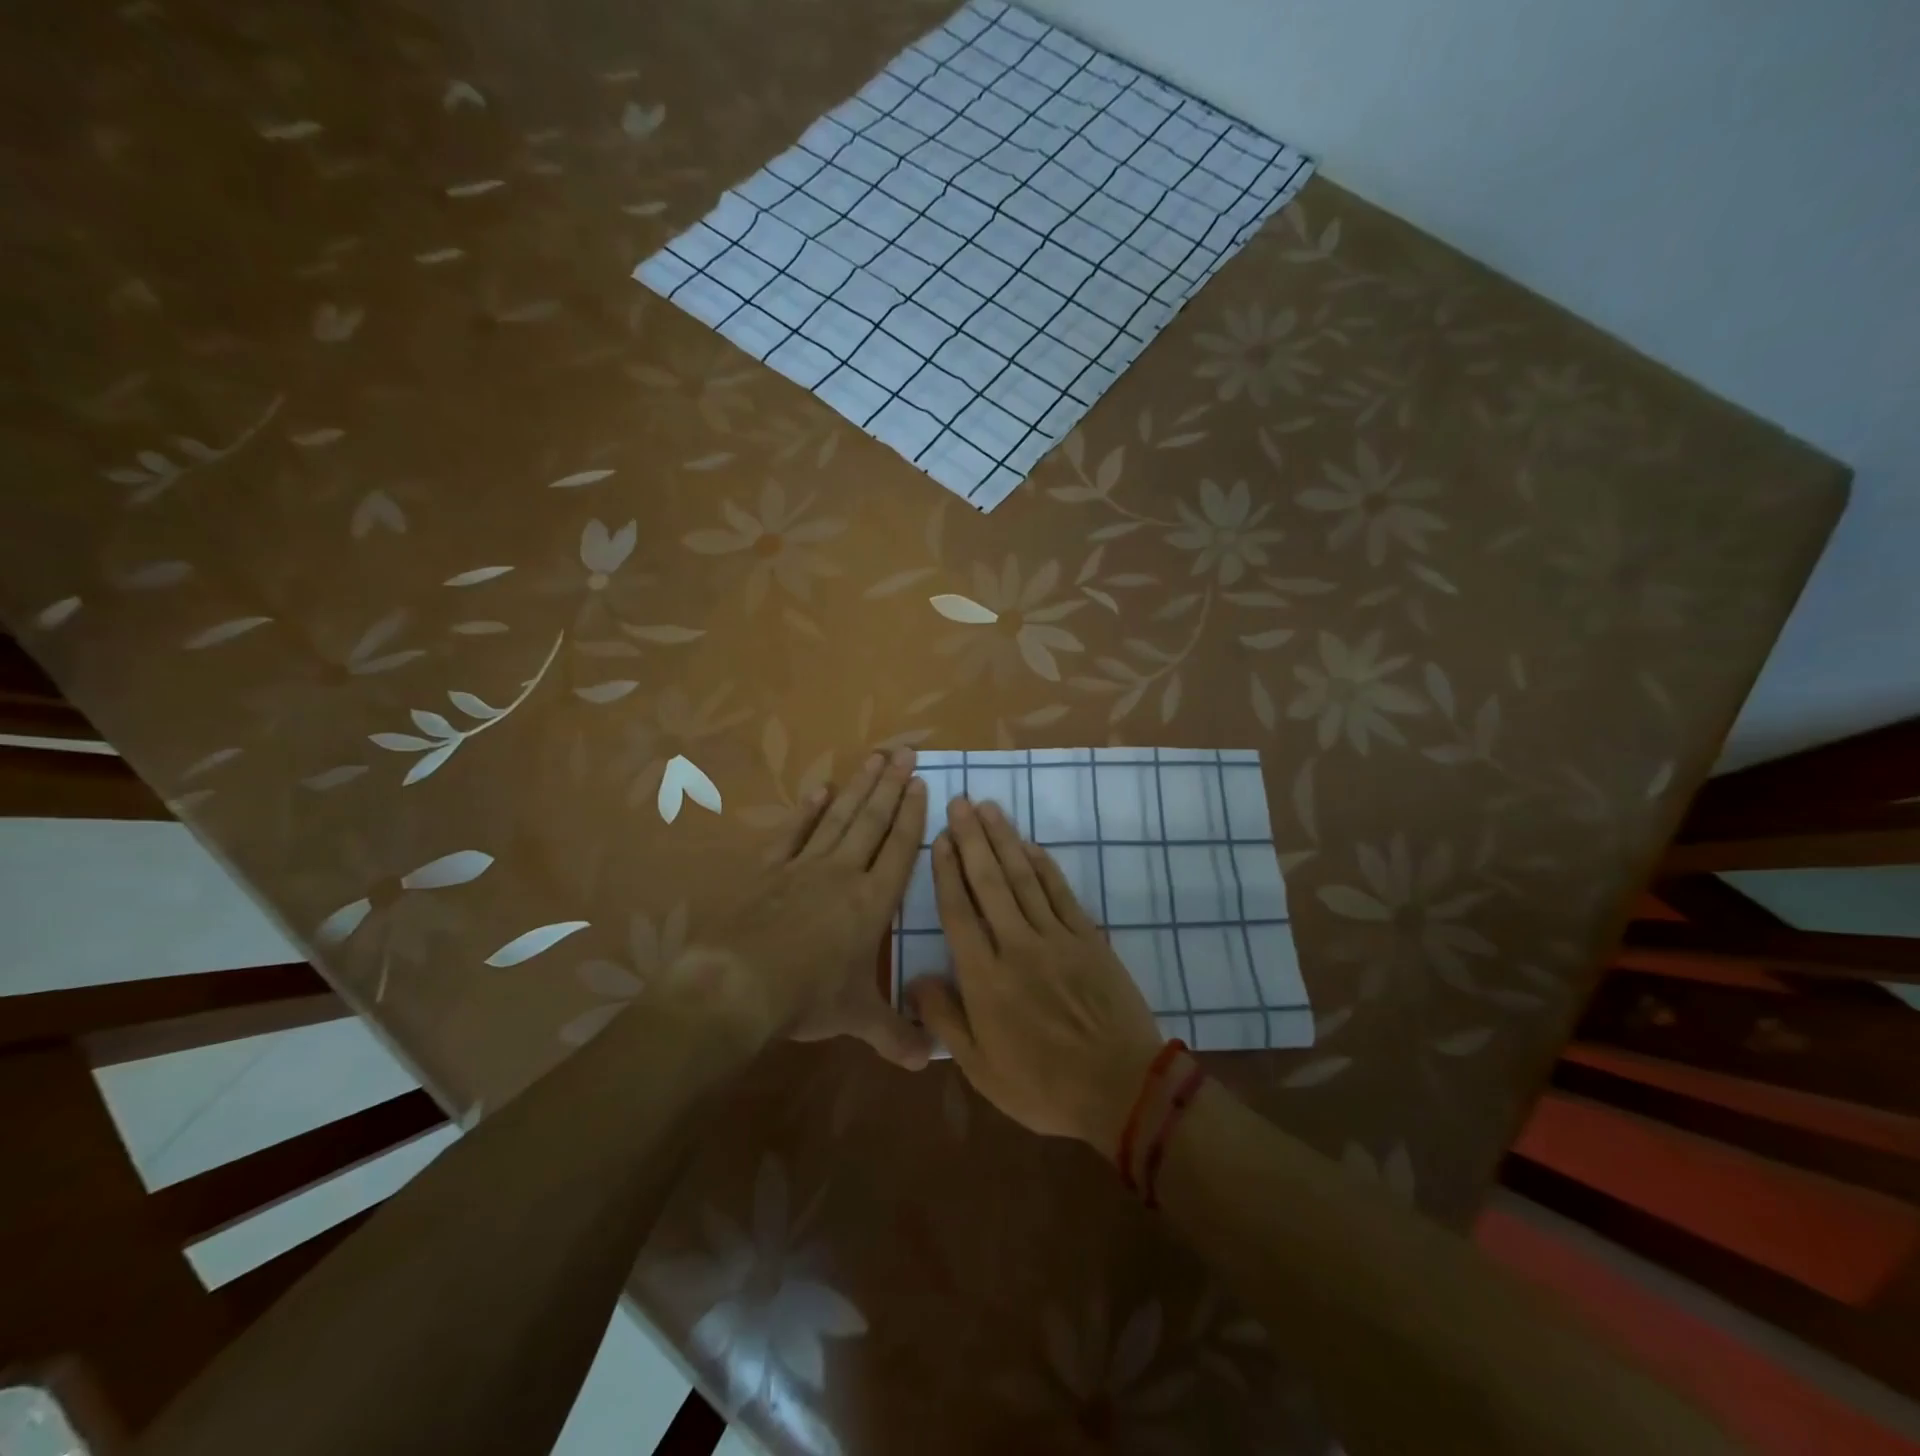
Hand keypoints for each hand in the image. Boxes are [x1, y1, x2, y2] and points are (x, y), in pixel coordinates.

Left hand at [709, 747, 932, 1069]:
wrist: (740, 984)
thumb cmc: (808, 998)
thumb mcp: (857, 1018)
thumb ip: (894, 1034)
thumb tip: (929, 1062)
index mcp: (873, 902)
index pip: (900, 849)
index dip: (912, 815)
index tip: (922, 783)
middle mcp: (844, 874)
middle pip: (873, 820)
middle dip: (891, 785)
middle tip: (905, 751)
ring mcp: (805, 867)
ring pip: (839, 818)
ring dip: (858, 787)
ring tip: (874, 757)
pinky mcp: (770, 871)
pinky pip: (794, 834)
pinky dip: (808, 811)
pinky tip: (819, 791)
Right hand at [910, 797, 1163, 1154]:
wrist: (1121, 1089)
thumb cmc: (1043, 1086)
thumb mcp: (981, 1068)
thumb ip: (945, 1019)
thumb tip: (915, 979)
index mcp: (985, 977)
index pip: (958, 912)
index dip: (946, 872)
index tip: (938, 839)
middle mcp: (1017, 945)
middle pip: (989, 882)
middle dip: (972, 839)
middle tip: (959, 802)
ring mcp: (1056, 938)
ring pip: (1023, 878)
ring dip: (1004, 840)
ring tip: (988, 809)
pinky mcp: (1088, 938)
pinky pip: (1060, 893)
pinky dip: (1043, 866)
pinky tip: (1030, 846)